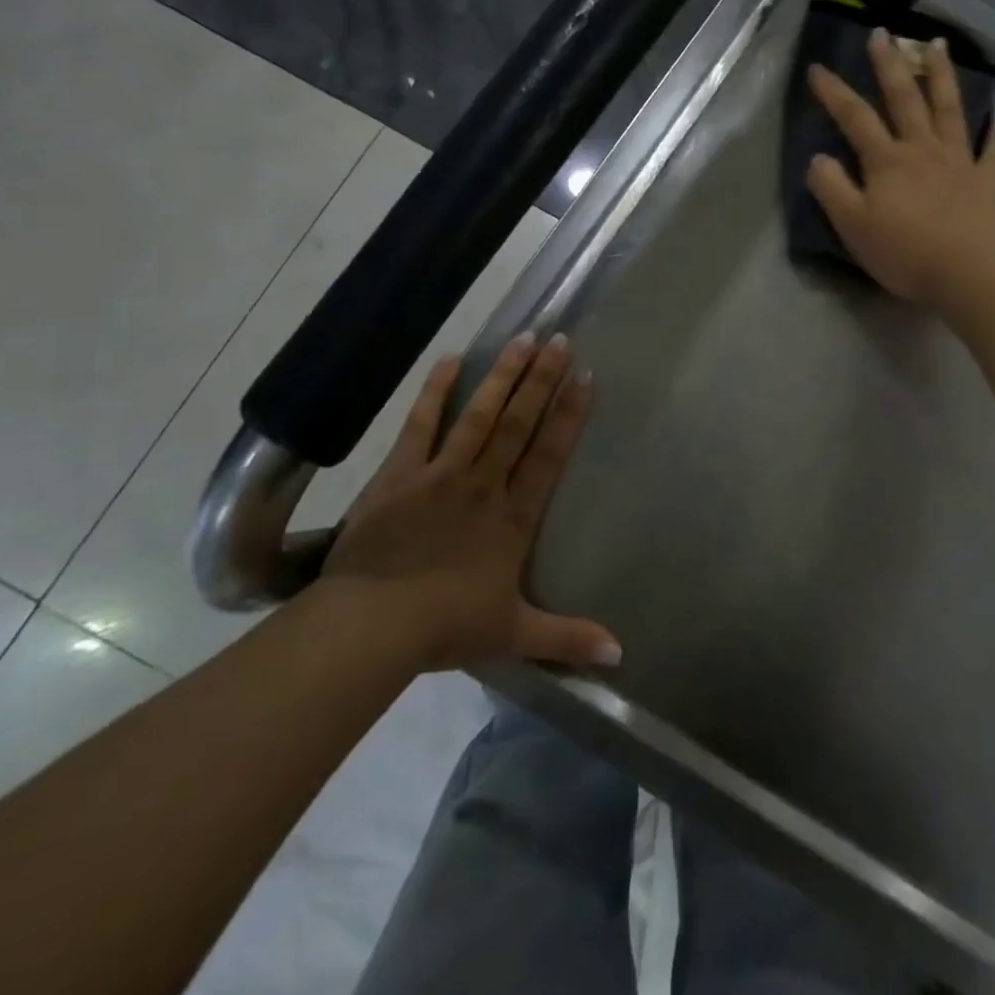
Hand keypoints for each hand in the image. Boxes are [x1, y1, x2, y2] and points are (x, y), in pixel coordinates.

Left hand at [320, 334, 620, 671]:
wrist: (373, 627)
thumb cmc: (446, 628)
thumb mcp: (514, 634)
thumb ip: (568, 638)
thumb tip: (621, 656)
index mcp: (513, 518)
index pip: (549, 455)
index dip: (570, 415)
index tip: (587, 377)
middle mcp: (484, 485)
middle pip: (518, 424)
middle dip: (542, 380)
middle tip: (560, 338)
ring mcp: (441, 474)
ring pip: (479, 416)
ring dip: (503, 376)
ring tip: (524, 338)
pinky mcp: (399, 474)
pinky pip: (421, 425)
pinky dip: (436, 392)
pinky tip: (451, 359)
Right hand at [807, 28, 994, 309]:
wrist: (969, 275)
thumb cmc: (905, 253)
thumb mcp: (853, 226)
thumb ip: (832, 189)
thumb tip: (818, 159)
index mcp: (887, 161)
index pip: (854, 117)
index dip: (833, 92)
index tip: (817, 68)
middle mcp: (923, 150)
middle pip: (905, 98)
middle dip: (889, 64)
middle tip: (882, 33)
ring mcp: (959, 162)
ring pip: (949, 109)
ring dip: (941, 75)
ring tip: (936, 45)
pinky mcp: (986, 181)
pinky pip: (992, 151)